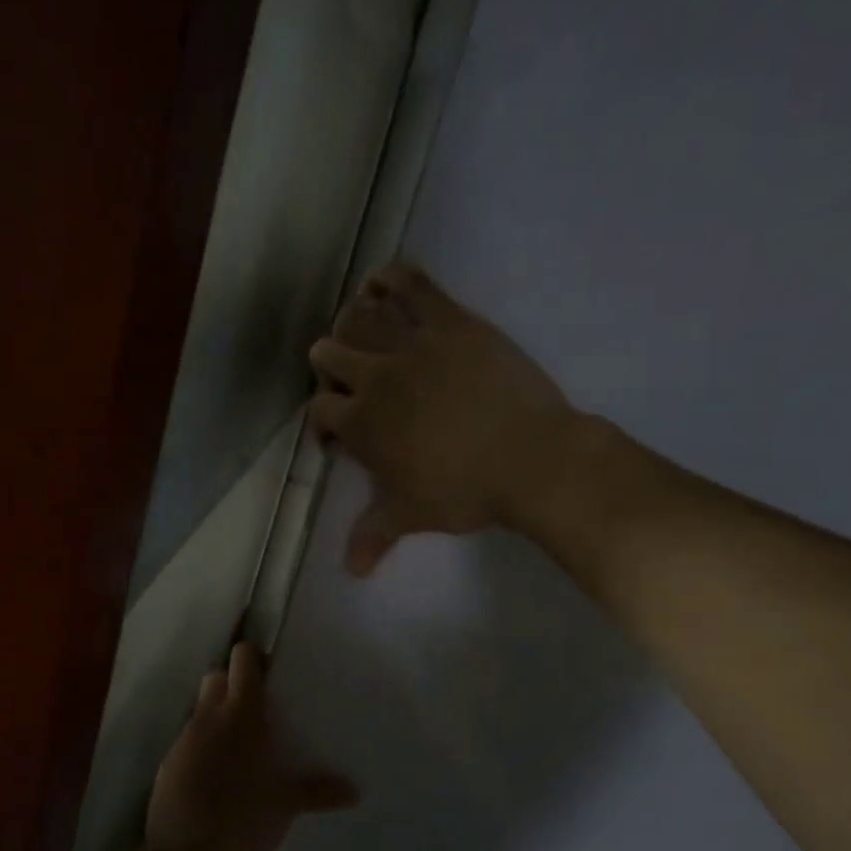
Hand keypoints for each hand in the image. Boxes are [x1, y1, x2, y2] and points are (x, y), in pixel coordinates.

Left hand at [145, 643, 357, 850]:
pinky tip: (213, 775)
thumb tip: (354, 792)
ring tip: (236, 746)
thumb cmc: (245, 819)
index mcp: (242, 714)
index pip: (243, 660)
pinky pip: (187, 741)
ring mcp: (184, 738)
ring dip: (215, 716)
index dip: (253, 658)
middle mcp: (209, 716)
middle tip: (254, 708)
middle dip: (231, 682)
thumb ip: (317, 792)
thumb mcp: (285, 806)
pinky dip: (200, 747)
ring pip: (199, 709)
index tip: (269, 673)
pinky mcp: (167, 763)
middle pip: (216, 676)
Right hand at [308, 261, 579, 575]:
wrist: (531, 458)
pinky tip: (382, 282)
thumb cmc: (465, 491)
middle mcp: (374, 377)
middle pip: (327, 353)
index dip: (324, 418)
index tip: (341, 432)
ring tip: (360, 330)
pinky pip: (412, 285)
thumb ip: (373, 536)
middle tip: (350, 377)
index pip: (319, 408)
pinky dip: (391, 278)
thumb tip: (351, 572)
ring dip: (351, 321)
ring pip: (359, 316)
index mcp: (360, 423)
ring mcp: (412, 344)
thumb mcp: (412, 516)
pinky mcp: (450, 321)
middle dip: (330, 365)